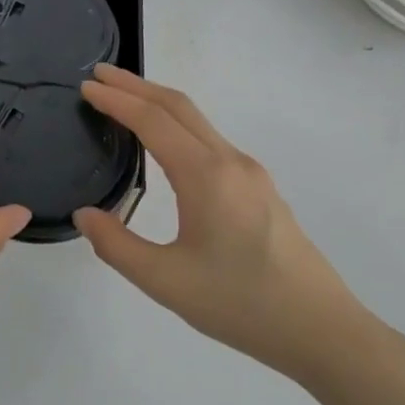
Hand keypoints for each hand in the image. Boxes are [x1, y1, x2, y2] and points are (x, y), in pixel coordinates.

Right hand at [74, 64, 392, 383]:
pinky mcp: (259, 190)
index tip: (86, 86)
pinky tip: (164, 145)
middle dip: (137, 86)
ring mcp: (250, 174)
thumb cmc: (239, 304)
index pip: (153, 121)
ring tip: (124, 102)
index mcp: (206, 176)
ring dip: (158, 104)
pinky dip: (178, 126)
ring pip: (199, 122)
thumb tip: (85, 215)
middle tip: (99, 75)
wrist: (320, 329)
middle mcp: (230, 162)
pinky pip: (210, 142)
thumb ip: (116, 244)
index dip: (116, 100)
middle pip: (180, 107)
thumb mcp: (164, 280)